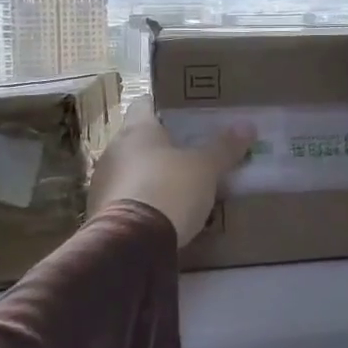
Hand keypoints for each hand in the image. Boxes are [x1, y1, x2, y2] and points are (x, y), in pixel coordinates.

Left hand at [89, 99, 254, 246]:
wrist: (132, 243)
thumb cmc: (170, 189)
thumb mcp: (205, 169)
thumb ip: (224, 148)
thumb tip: (247, 125)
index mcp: (137, 130)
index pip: (145, 103)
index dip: (164, 106)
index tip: (184, 113)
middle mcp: (114, 150)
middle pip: (138, 139)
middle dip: (162, 145)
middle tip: (191, 152)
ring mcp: (103, 182)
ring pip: (131, 169)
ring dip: (150, 175)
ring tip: (180, 186)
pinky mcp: (100, 212)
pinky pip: (125, 198)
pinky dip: (142, 201)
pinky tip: (162, 213)